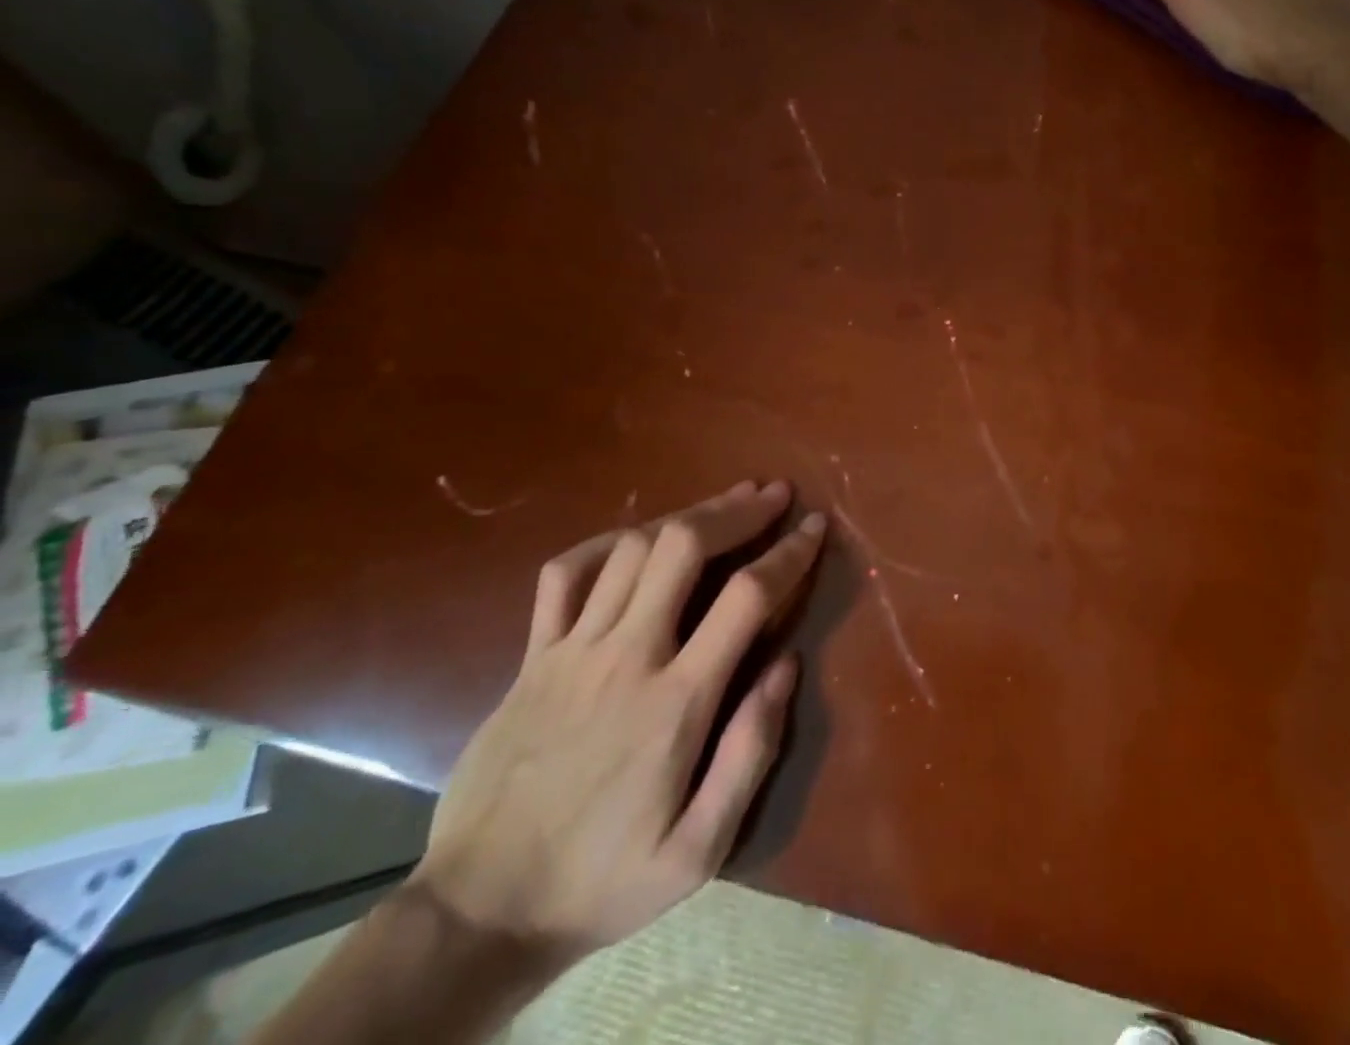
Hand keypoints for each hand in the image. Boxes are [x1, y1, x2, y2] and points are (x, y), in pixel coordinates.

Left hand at [410, 478, 823, 966]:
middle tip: (773, 494)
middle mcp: (626, 656)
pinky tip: (634, 540)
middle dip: (737, 510)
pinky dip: (604, 544)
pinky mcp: (532, 656)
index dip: (788, 552)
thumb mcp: (699, 850)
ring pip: (632, 547)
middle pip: (684, 546)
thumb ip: (750, 753)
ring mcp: (571, 649)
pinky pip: (564, 574)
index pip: (746, 597)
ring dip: (686, 516)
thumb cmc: (603, 880)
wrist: (478, 913)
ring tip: (724, 505)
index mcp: (676, 701)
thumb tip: (787, 666)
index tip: (814, 526)